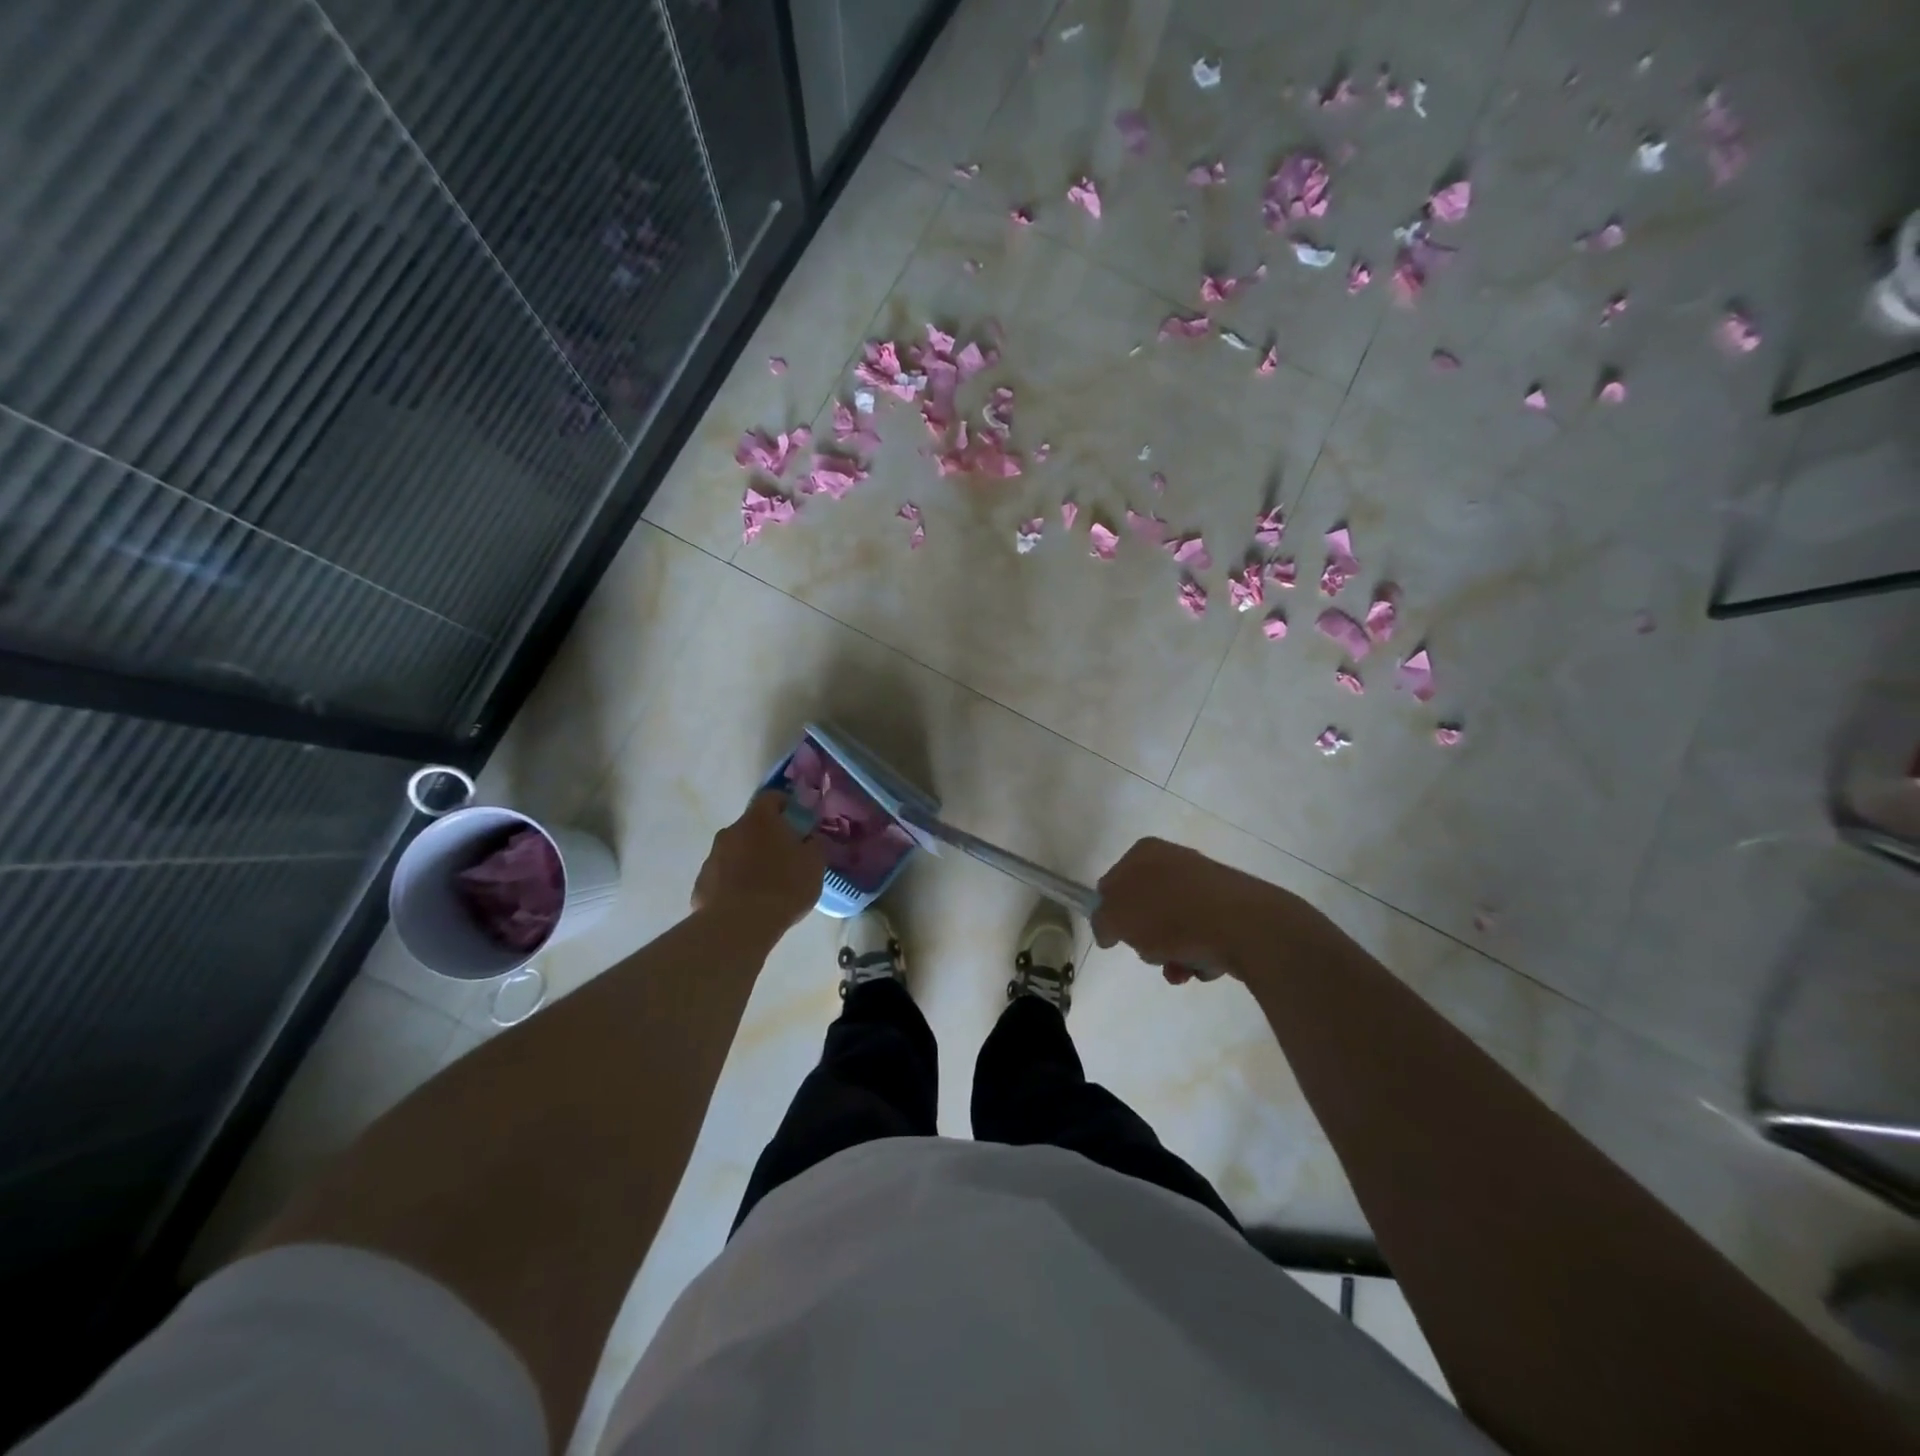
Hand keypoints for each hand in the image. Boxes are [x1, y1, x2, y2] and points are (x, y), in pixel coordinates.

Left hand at [691, 792, 824, 930]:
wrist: (738, 926)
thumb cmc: (783, 886)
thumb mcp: (814, 864)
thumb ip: (815, 844)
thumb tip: (811, 838)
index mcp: (759, 820)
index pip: (771, 797)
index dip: (785, 805)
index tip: (796, 819)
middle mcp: (731, 831)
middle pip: (751, 826)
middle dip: (766, 837)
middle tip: (784, 857)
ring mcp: (712, 857)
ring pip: (735, 851)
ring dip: (748, 860)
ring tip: (765, 885)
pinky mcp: (701, 884)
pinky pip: (722, 876)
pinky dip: (734, 883)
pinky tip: (747, 903)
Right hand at [1091, 838, 1289, 985]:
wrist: (1244, 926)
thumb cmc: (1171, 917)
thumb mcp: (1117, 918)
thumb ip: (1102, 921)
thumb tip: (1108, 929)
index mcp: (1144, 853)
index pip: (1112, 883)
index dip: (1110, 913)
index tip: (1117, 938)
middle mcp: (1175, 860)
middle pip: (1145, 909)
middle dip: (1146, 939)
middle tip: (1150, 952)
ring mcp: (1205, 884)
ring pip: (1174, 927)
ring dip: (1171, 954)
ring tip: (1181, 968)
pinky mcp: (1231, 908)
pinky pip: (1203, 936)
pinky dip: (1199, 955)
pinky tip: (1205, 965)